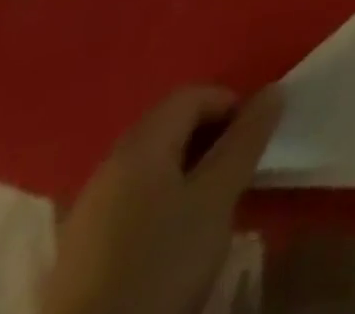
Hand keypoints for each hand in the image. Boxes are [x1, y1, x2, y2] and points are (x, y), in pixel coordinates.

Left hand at [42, 85, 282, 313]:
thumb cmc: (161, 264)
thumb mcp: (217, 198)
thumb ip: (246, 139)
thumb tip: (274, 90)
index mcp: (140, 143)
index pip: (192, 94)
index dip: (231, 104)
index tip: (254, 138)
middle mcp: (109, 163)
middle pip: (169, 125)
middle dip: (211, 136)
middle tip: (238, 168)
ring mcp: (88, 207)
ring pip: (151, 163)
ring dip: (188, 168)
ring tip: (212, 202)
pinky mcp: (80, 248)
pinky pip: (132, 197)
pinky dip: (161, 198)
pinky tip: (172, 235)